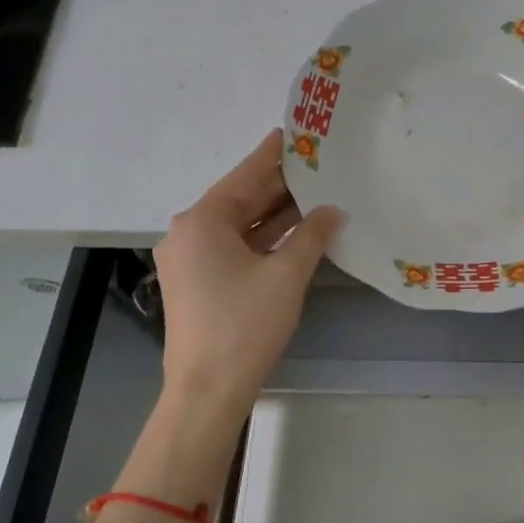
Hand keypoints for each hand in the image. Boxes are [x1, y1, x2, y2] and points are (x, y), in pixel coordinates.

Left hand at [155, 129, 341, 423]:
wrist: (206, 392)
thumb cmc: (244, 326)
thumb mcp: (286, 276)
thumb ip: (312, 235)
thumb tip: (333, 210)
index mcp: (202, 221)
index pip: (246, 174)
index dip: (275, 152)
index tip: (298, 130)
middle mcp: (190, 232)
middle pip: (241, 197)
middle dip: (281, 184)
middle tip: (320, 163)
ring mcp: (191, 259)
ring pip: (239, 224)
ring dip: (275, 213)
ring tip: (317, 192)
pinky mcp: (198, 282)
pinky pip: (235, 246)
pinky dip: (264, 238)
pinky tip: (297, 230)